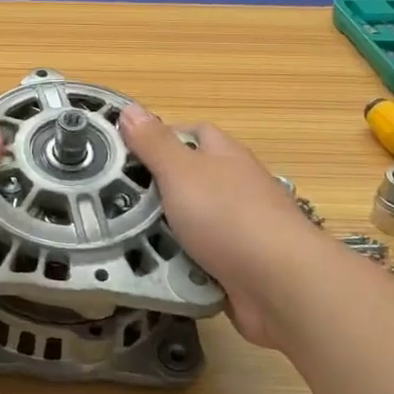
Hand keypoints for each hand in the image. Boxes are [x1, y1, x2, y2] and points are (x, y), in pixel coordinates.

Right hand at [118, 104, 334, 349]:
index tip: (123, 154)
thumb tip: (129, 108)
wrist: (281, 285)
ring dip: (162, 233)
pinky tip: (153, 270)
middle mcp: (234, 187)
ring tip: (122, 239)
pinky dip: (178, 265)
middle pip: (186, 181)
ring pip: (188, 224)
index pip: (191, 133)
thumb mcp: (181, 171)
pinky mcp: (236, 266)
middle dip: (152, 193)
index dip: (158, 139)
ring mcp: (238, 229)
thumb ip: (154, 143)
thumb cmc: (229, 216)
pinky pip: (196, 260)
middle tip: (112, 203)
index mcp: (223, 156)